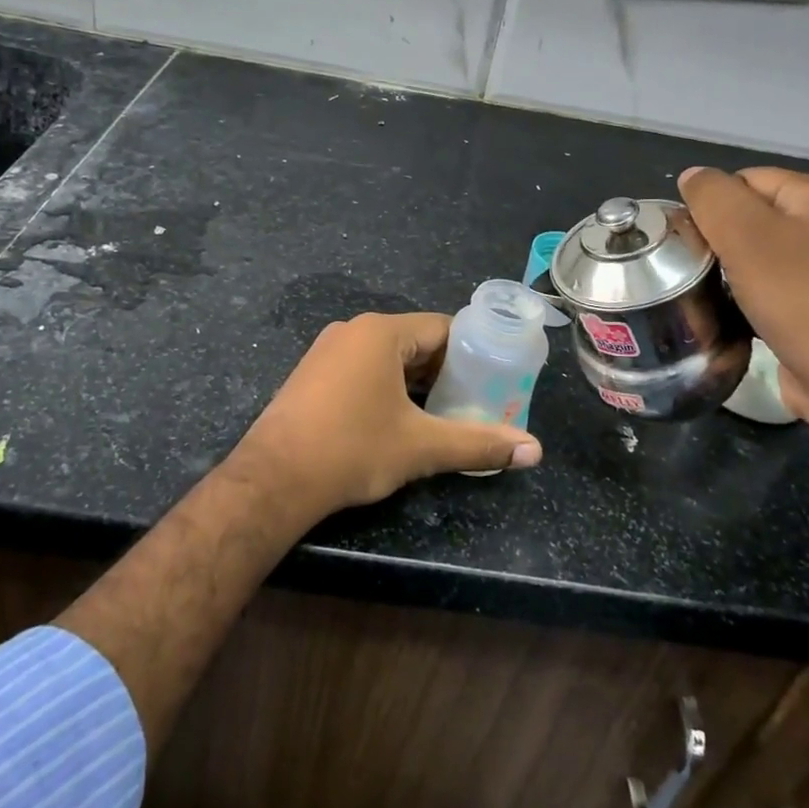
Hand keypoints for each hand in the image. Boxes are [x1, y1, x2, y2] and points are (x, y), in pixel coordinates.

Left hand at [228, 312, 542, 519]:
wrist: (273, 479)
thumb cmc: (352, 449)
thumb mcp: (421, 447)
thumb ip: (478, 444)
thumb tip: (535, 451)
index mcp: (381, 332)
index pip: (442, 328)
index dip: (472, 353)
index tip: (493, 380)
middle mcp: (353, 330)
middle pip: (414, 342)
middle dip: (445, 372)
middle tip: (473, 403)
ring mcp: (326, 350)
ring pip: (386, 358)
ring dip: (415, 382)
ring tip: (442, 414)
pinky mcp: (311, 374)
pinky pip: (361, 369)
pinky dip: (385, 387)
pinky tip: (397, 419)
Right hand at [679, 166, 808, 432]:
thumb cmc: (796, 296)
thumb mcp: (744, 234)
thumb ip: (712, 196)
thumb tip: (692, 177)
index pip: (742, 180)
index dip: (712, 208)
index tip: (696, 243)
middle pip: (749, 213)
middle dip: (720, 238)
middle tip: (701, 267)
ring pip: (756, 249)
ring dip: (731, 267)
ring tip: (716, 289)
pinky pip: (770, 280)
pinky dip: (749, 291)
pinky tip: (738, 308)